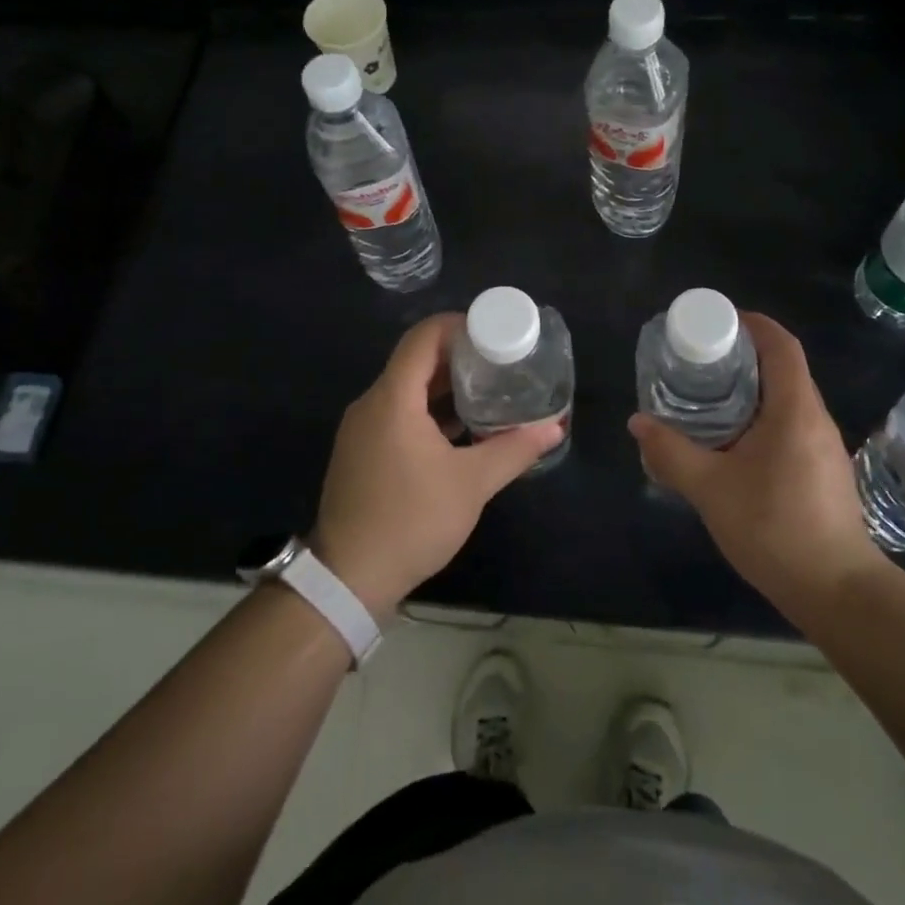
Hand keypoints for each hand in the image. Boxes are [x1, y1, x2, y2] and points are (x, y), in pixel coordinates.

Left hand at [312, 313, 563, 616]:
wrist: (349, 578)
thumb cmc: (411, 520)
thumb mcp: (471, 484)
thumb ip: (514, 450)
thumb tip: (555, 428)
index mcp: (393, 398)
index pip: (424, 337)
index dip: (459, 326)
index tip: (495, 333)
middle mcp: (372, 403)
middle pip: (416, 360)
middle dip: (459, 357)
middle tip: (501, 362)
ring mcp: (362, 428)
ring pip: (407, 389)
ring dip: (445, 386)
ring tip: (489, 391)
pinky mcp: (362, 451)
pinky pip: (398, 413)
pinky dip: (429, 410)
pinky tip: (461, 428)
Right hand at [629, 312, 886, 616]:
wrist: (837, 591)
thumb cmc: (774, 528)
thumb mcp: (710, 489)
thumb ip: (670, 453)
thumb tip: (638, 423)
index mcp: (794, 409)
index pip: (781, 345)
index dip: (753, 324)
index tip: (719, 320)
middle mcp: (815, 418)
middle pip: (783, 368)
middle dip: (743, 356)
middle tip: (700, 360)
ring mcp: (824, 446)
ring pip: (786, 399)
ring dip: (751, 389)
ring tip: (708, 397)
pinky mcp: (823, 470)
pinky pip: (790, 425)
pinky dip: (760, 417)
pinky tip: (732, 442)